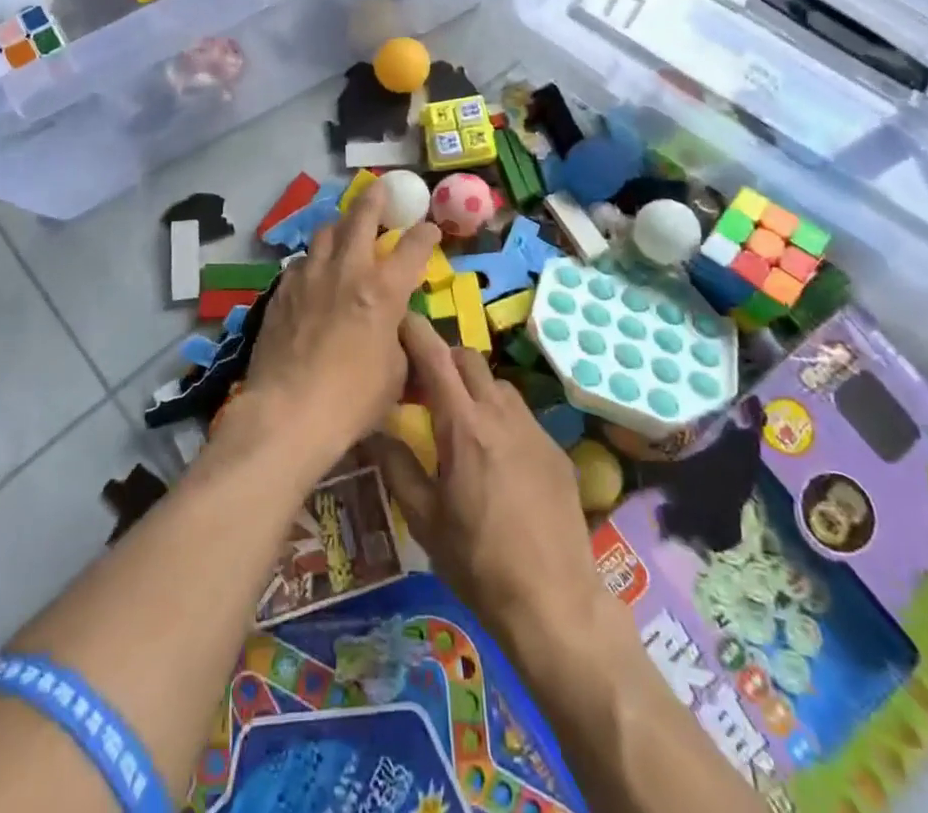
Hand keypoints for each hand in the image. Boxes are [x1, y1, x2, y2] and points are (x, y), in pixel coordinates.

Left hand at [242, 180, 440, 469]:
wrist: (288, 412)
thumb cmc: (353, 400)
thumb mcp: (395, 372)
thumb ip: (397, 336)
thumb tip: (393, 324)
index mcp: (383, 290)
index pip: (413, 247)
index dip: (425, 234)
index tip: (429, 229)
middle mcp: (347, 271)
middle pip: (361, 217)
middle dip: (376, 200)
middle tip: (382, 190)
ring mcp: (309, 277)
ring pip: (325, 232)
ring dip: (340, 226)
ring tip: (344, 229)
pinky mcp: (282, 291)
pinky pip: (301, 262)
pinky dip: (314, 260)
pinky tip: (314, 273)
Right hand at [369, 318, 608, 655]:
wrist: (554, 601)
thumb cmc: (477, 561)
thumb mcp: (424, 518)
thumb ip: (396, 465)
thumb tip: (372, 430)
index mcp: (463, 424)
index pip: (435, 355)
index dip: (414, 331)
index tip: (396, 325)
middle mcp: (500, 413)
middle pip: (467, 358)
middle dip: (442, 359)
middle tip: (423, 386)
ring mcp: (533, 428)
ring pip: (497, 383)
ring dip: (473, 387)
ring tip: (459, 422)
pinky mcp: (555, 448)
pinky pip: (521, 414)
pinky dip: (500, 416)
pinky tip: (496, 457)